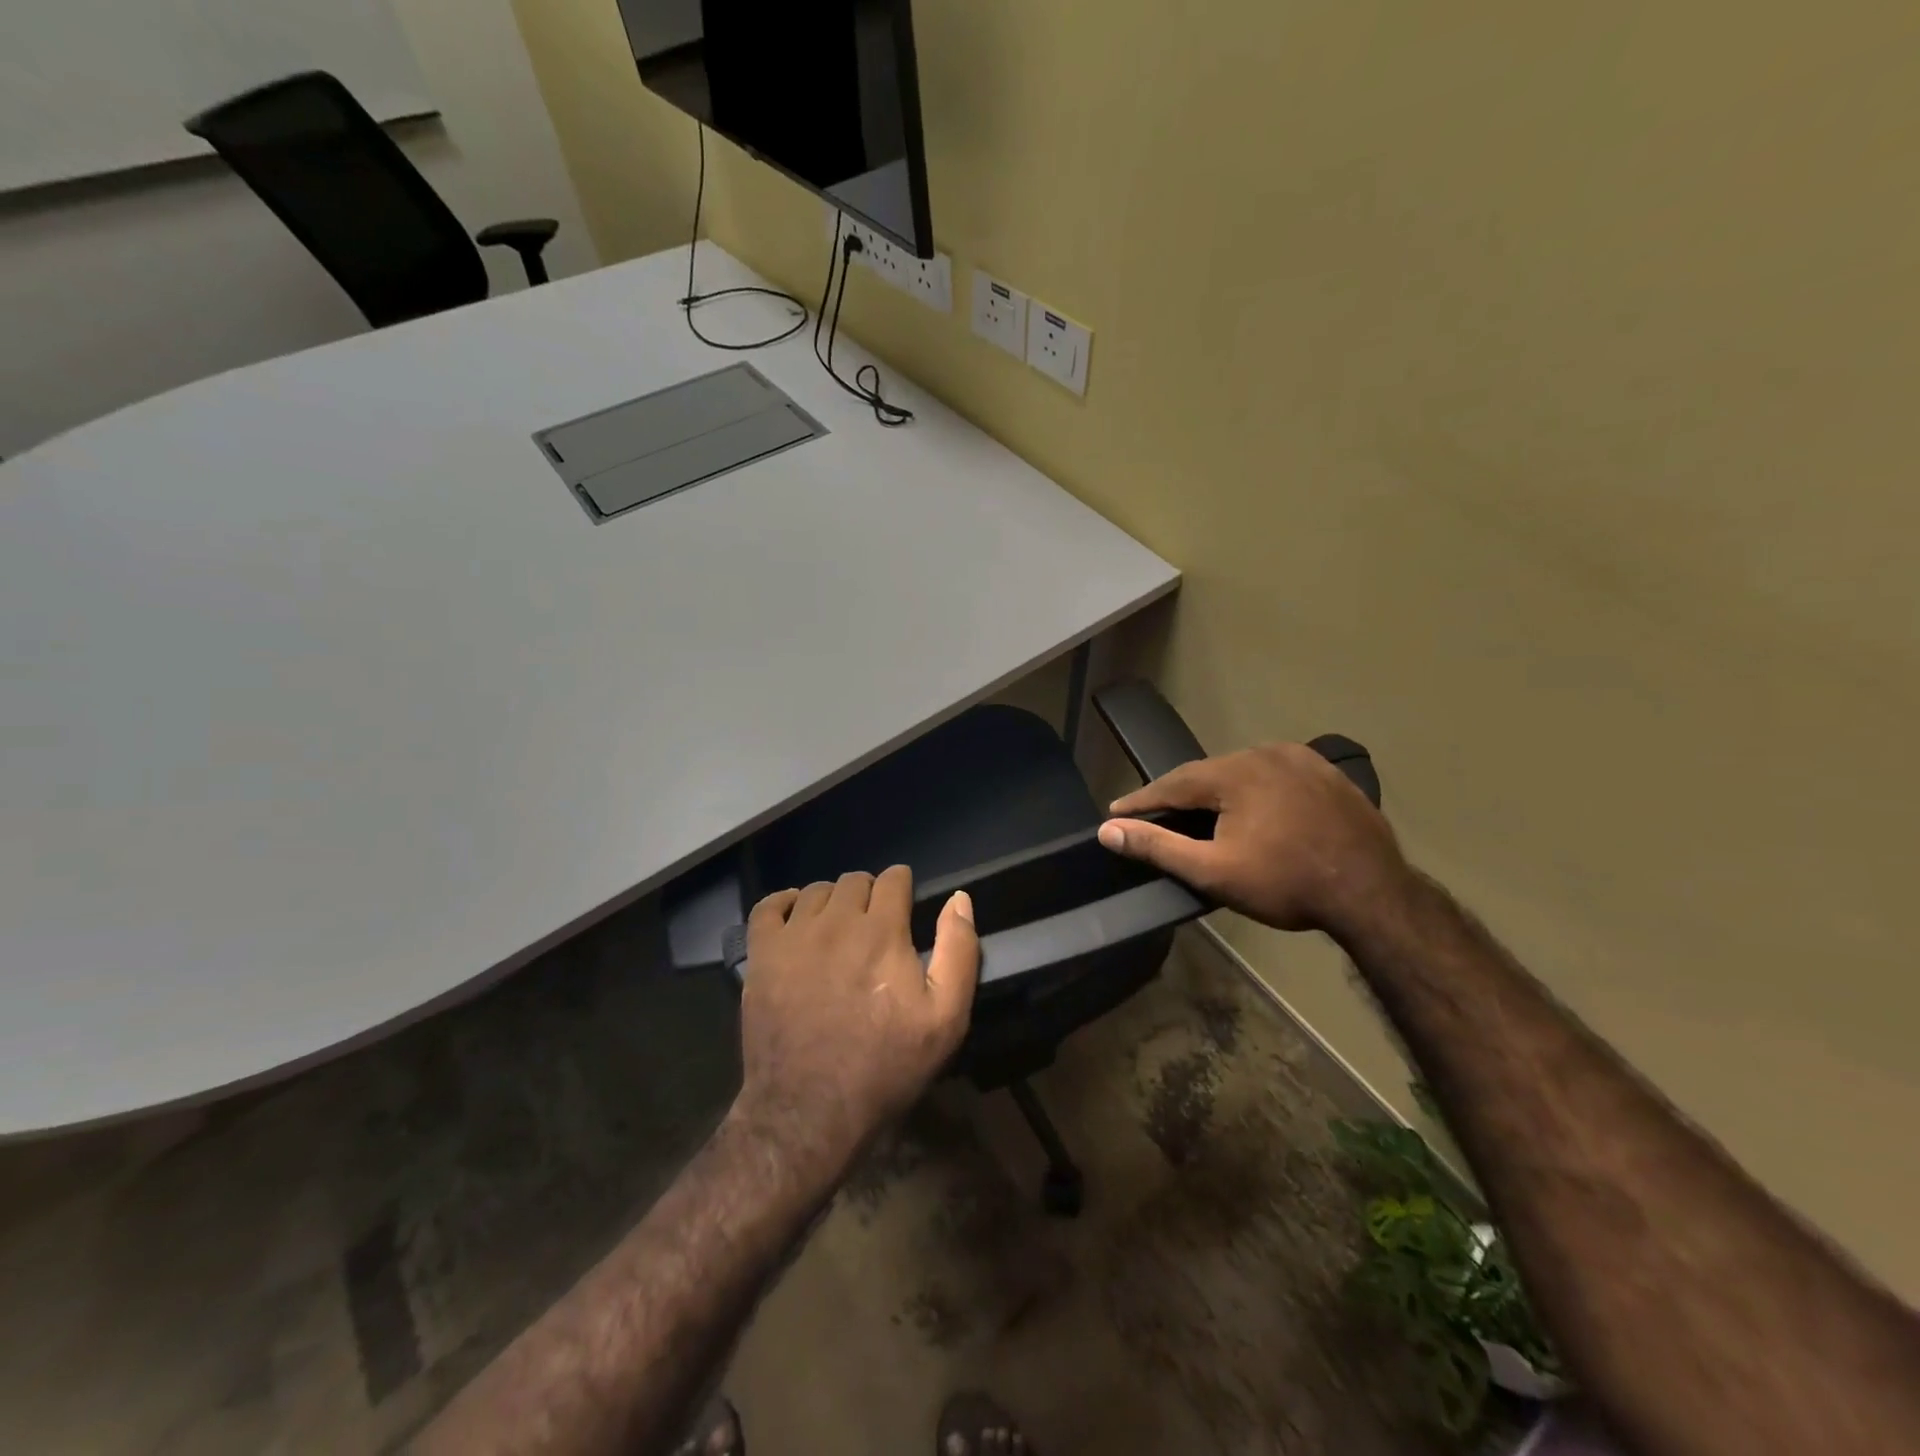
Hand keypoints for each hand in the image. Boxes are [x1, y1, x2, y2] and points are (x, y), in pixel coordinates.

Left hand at [734, 866, 978, 1175]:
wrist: (810, 1110)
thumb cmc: (885, 1065)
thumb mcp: (945, 1018)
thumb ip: (958, 950)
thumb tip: (960, 900)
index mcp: (882, 931)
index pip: (894, 878)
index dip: (903, 887)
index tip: (905, 907)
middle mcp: (836, 922)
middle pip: (854, 881)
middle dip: (870, 894)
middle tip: (874, 927)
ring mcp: (793, 937)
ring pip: (815, 891)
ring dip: (832, 901)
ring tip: (838, 929)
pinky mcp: (761, 956)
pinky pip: (768, 907)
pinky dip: (784, 903)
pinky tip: (795, 920)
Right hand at [1097, 744, 1410, 936]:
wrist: (1372, 894)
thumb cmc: (1286, 884)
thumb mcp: (1213, 871)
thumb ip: (1157, 846)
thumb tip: (1108, 830)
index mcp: (1235, 772)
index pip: (1172, 782)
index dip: (1141, 800)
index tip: (1115, 812)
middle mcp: (1266, 752)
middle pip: (1208, 774)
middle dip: (1181, 796)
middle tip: (1159, 817)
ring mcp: (1302, 759)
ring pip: (1243, 772)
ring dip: (1219, 792)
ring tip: (1204, 815)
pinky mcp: (1329, 773)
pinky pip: (1277, 775)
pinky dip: (1256, 791)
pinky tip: (1256, 810)